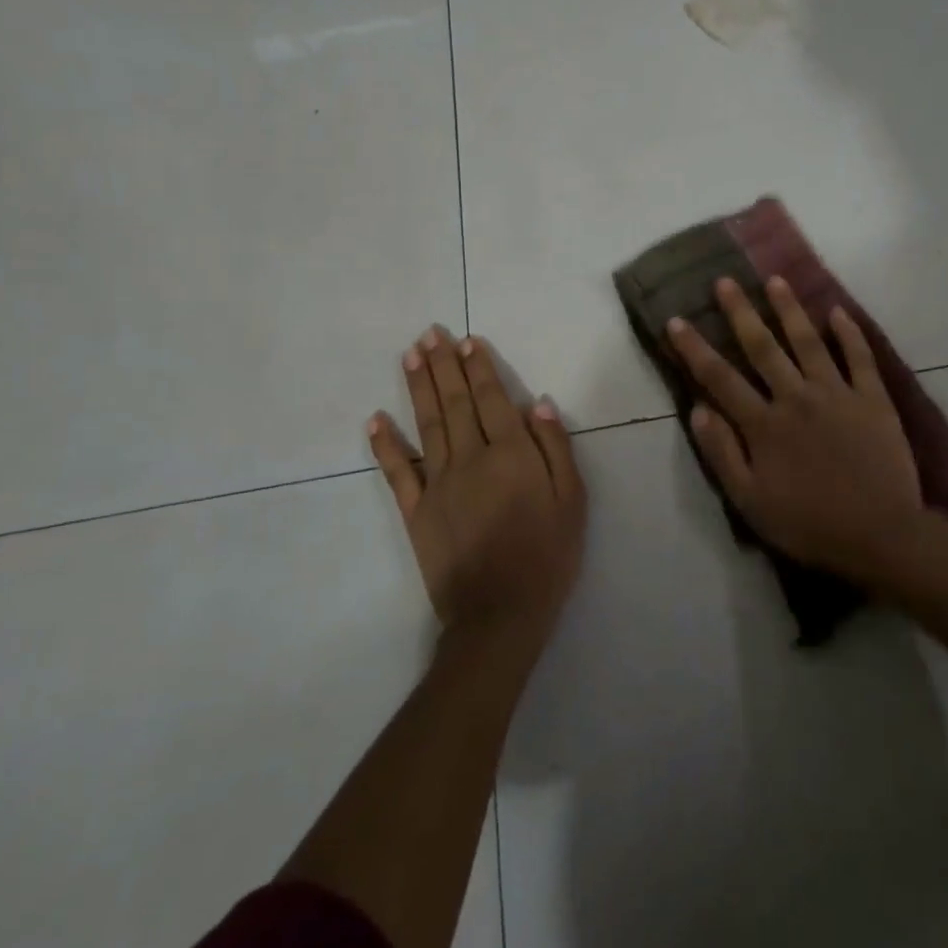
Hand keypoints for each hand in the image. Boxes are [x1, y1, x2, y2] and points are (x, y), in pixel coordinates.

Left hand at [369, 327, 586, 647]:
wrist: (501, 615)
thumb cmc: (548, 556)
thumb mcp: (573, 501)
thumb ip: (556, 448)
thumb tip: (538, 402)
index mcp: (512, 455)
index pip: (492, 400)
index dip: (479, 368)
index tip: (467, 340)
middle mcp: (471, 459)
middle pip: (455, 403)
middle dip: (443, 365)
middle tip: (429, 333)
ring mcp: (438, 484)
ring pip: (427, 425)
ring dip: (418, 388)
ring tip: (409, 355)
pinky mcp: (415, 512)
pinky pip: (397, 472)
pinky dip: (385, 445)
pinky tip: (375, 419)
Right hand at [666, 276, 925, 583]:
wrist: (881, 536)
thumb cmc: (809, 524)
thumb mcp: (751, 502)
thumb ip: (722, 454)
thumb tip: (697, 410)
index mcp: (764, 424)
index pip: (720, 377)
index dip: (695, 348)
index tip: (676, 320)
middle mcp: (796, 397)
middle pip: (763, 347)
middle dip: (740, 312)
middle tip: (725, 281)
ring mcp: (837, 394)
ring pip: (808, 341)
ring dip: (789, 309)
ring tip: (775, 280)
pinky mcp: (873, 399)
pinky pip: (859, 357)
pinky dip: (849, 333)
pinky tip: (838, 312)